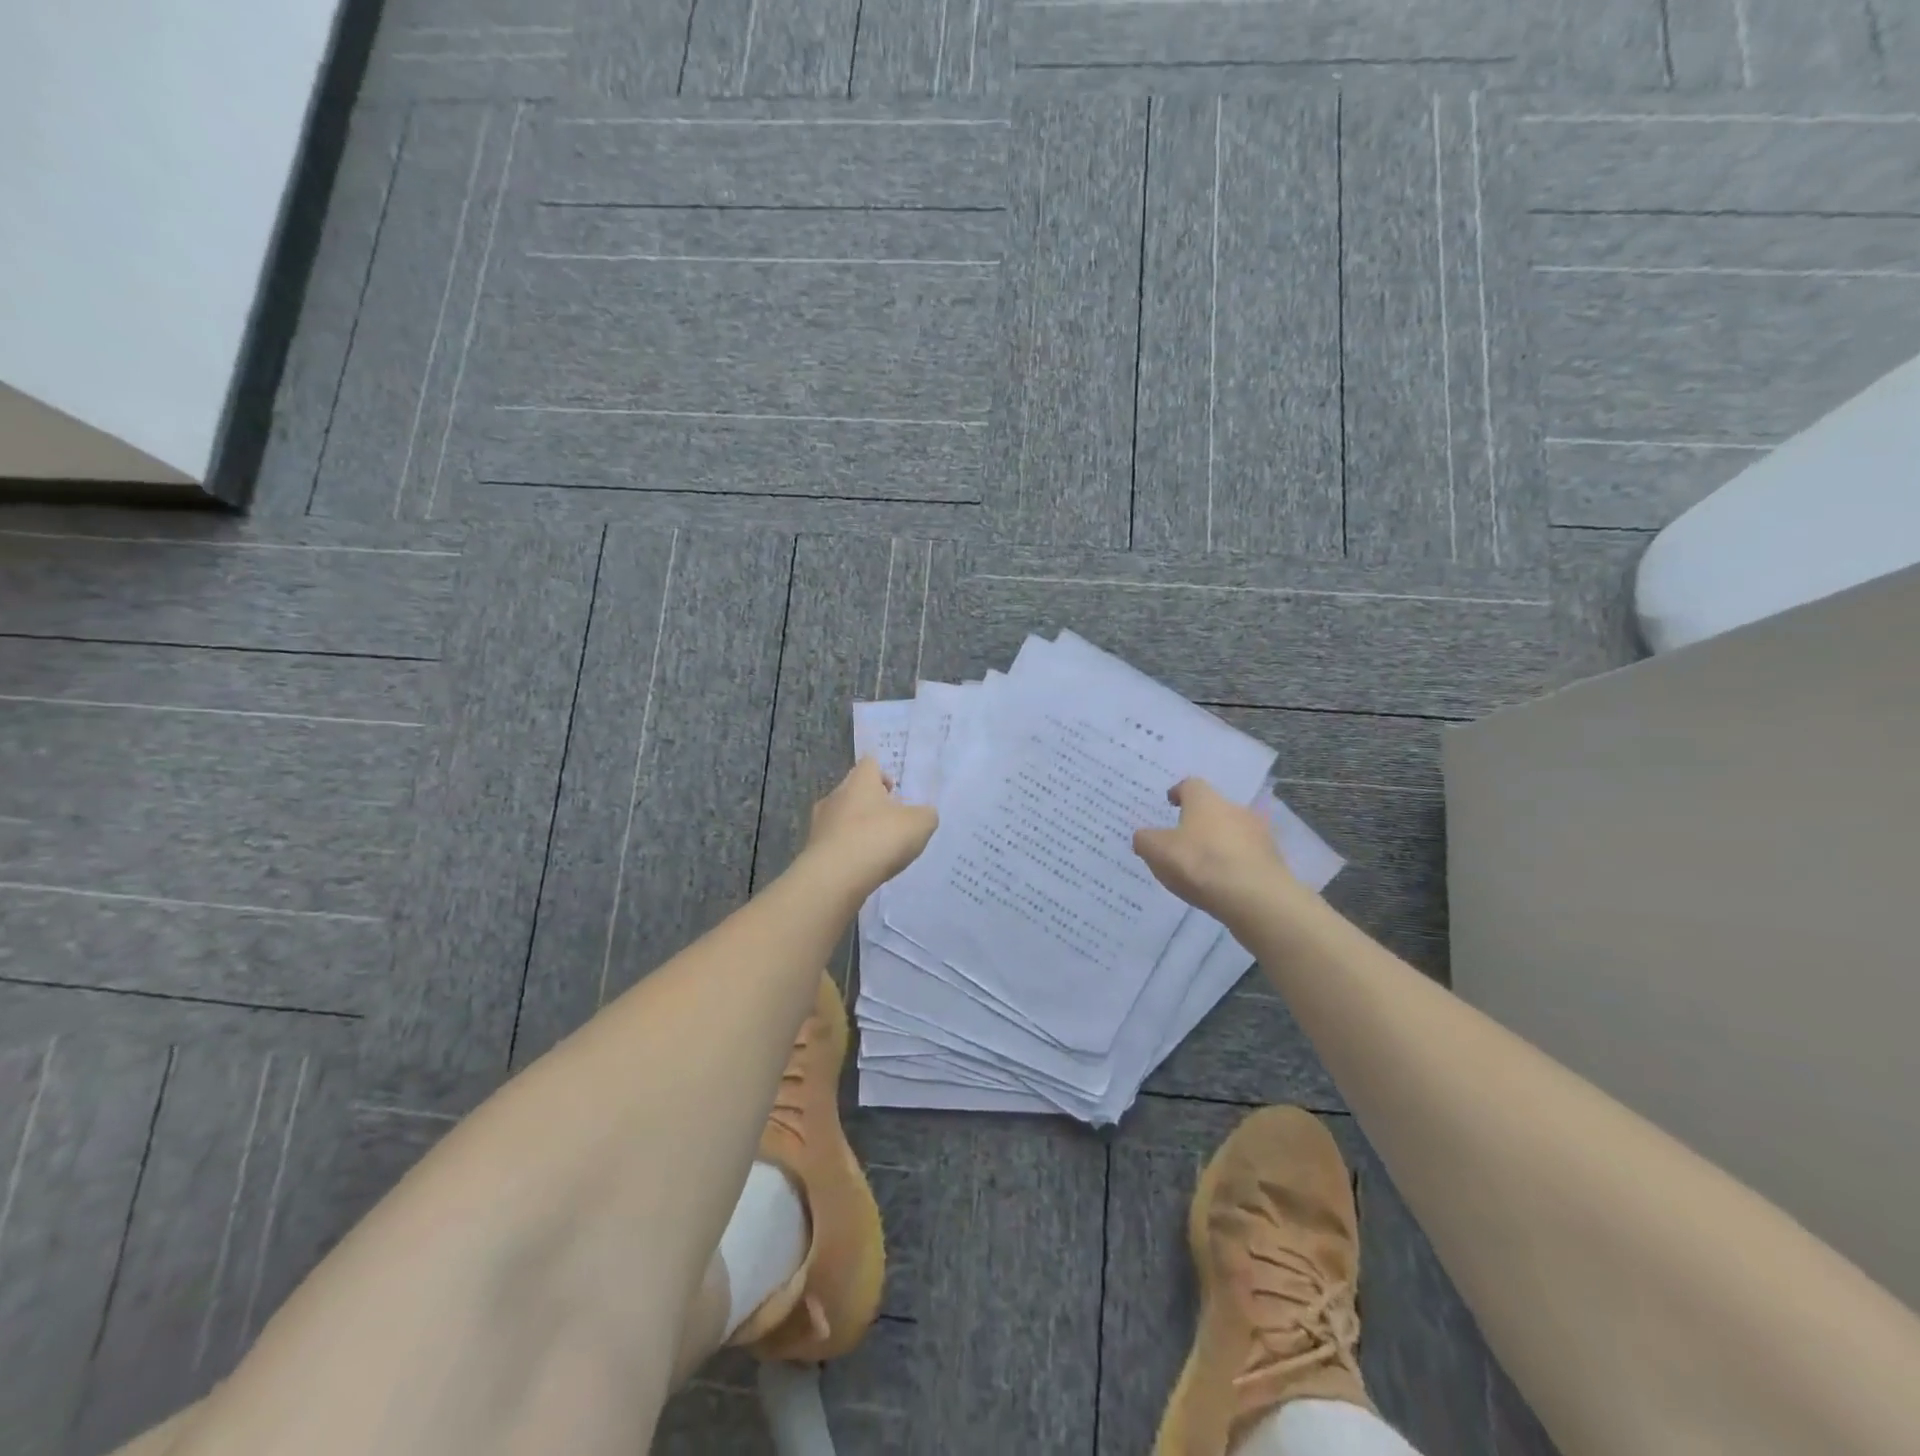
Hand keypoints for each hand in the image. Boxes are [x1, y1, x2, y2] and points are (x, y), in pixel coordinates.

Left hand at [804, 757, 938, 894]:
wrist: (834, 877)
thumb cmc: (879, 838)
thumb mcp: (919, 824)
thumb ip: (926, 815)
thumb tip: (923, 814)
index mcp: (860, 781)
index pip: (869, 763)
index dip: (883, 774)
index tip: (894, 790)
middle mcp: (835, 795)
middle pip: (854, 790)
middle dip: (871, 803)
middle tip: (891, 820)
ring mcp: (819, 823)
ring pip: (842, 817)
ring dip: (858, 827)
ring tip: (877, 847)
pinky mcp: (813, 850)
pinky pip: (834, 843)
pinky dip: (848, 850)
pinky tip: (862, 866)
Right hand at [1132, 777, 1297, 919]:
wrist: (1255, 898)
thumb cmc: (1199, 864)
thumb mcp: (1157, 851)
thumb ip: (1145, 840)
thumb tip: (1144, 836)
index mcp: (1205, 800)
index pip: (1190, 785)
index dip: (1178, 793)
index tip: (1170, 803)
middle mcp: (1235, 808)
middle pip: (1214, 808)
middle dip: (1199, 821)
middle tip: (1183, 839)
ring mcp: (1258, 834)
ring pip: (1233, 832)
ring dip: (1219, 843)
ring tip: (1204, 865)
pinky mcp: (1272, 860)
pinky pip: (1247, 856)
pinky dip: (1234, 863)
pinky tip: (1224, 882)